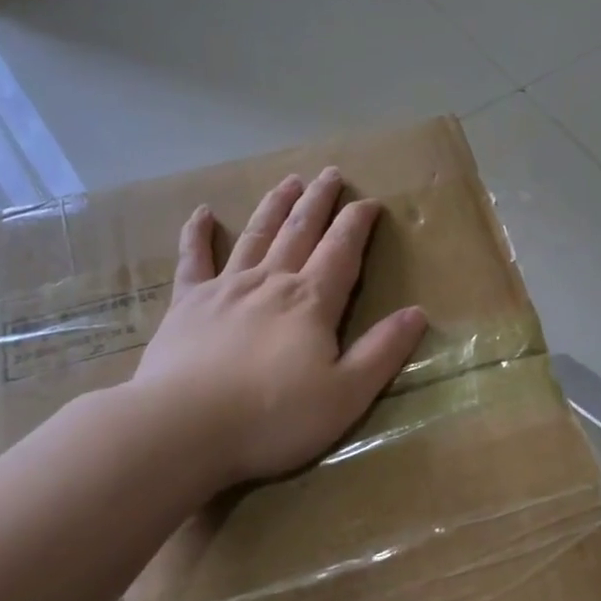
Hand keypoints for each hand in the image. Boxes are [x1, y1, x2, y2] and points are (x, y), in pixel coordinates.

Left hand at [132, 168, 427, 487]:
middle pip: (300, 231)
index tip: (370, 201)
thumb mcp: (346, 394)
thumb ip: (382, 351)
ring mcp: (225, 288)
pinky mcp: (186, 304)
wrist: (184, 427)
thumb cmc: (274, 417)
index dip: (357, 223)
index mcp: (312, 302)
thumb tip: (417, 312)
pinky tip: (202, 213)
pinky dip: (197, 234)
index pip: (342, 250)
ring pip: (256, 235)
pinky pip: (193, 259)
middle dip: (319, 201)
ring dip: (274, 206)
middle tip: (330, 174)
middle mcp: (271, 282)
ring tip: (288, 181)